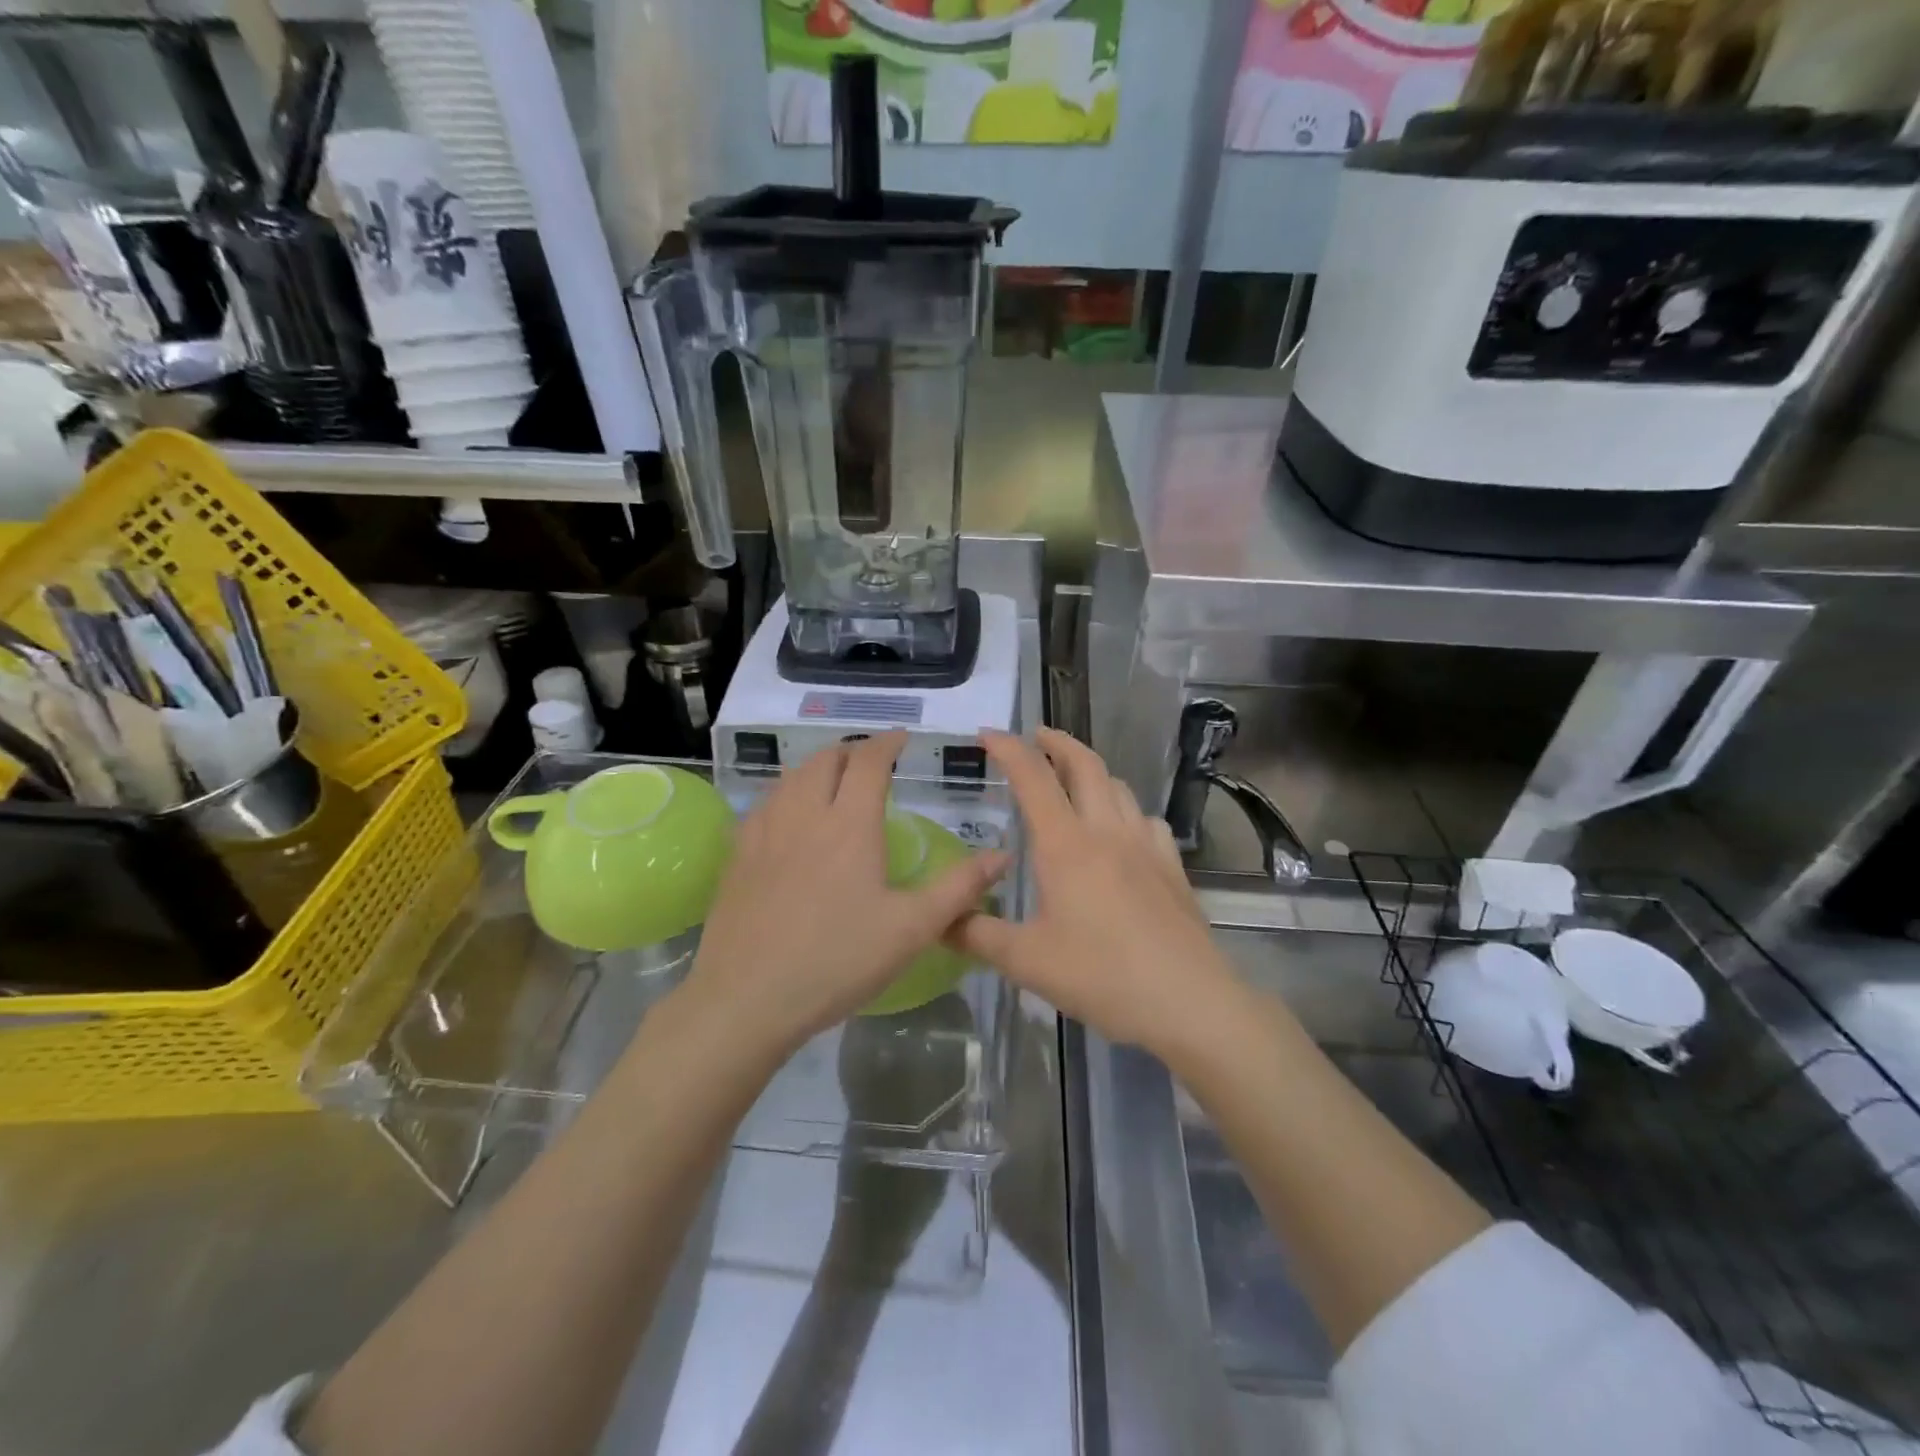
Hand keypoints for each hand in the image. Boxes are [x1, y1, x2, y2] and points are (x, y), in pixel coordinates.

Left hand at [684, 731, 1008, 1061]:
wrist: (746, 999)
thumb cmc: (837, 960)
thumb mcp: (911, 929)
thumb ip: (959, 888)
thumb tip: (1002, 855)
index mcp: (849, 824)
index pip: (869, 761)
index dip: (887, 743)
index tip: (902, 739)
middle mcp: (804, 814)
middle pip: (825, 759)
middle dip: (852, 751)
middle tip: (871, 762)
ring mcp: (764, 832)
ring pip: (791, 777)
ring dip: (817, 768)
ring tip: (834, 782)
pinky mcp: (738, 856)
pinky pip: (765, 804)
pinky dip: (787, 794)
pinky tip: (790, 818)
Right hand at [951, 729, 1238, 1054]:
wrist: (1186, 1000)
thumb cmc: (1100, 976)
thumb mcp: (1026, 961)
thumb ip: (977, 935)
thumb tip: (939, 920)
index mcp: (1065, 845)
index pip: (1033, 778)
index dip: (1008, 749)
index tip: (988, 734)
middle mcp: (1106, 831)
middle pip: (1085, 765)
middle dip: (1058, 742)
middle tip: (1036, 737)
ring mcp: (1145, 846)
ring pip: (1118, 787)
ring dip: (1092, 772)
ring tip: (1074, 780)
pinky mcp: (1171, 867)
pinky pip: (1147, 819)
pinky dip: (1126, 809)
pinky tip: (1123, 831)